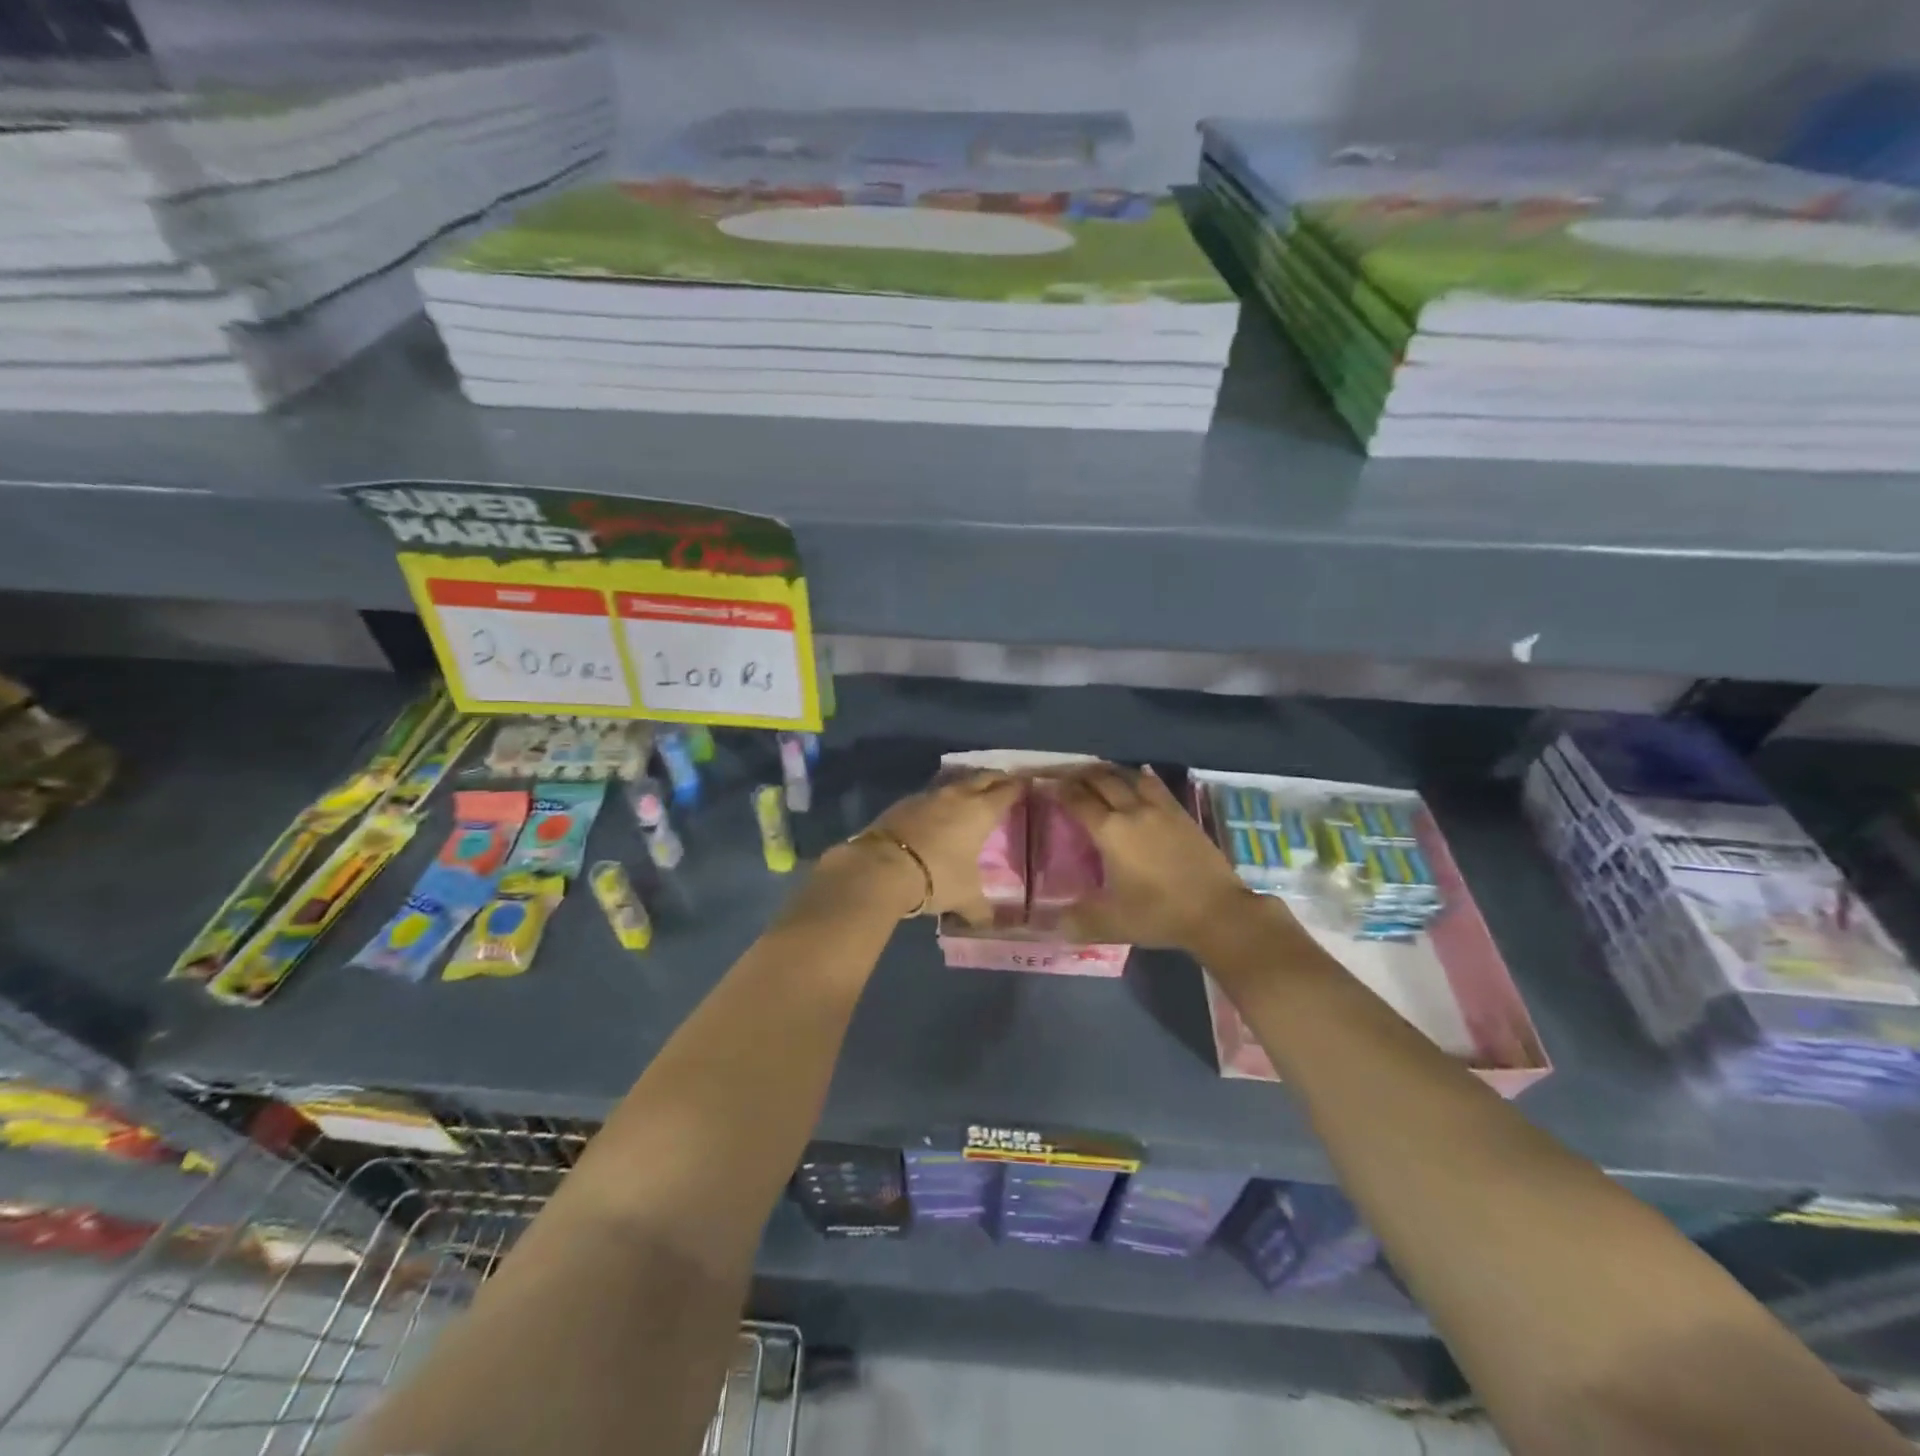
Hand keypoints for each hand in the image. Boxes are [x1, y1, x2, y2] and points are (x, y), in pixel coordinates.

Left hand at [837, 770, 1024, 921]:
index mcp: (980, 812)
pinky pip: (930, 796)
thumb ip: (980, 908)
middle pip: (982, 777)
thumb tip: (987, 922)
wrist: (882, 867)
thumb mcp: (965, 897)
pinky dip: (939, 801)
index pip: (1006, 791)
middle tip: (1004, 782)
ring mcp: (928, 796)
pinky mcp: (903, 803)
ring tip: (971, 794)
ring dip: (965, 786)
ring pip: (954, 783)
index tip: (1025, 786)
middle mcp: (957, 796)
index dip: (1018, 788)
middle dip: (995, 778)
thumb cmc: (937, 877)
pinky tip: (937, 813)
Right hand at [1055, 764, 1260, 949]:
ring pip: (1130, 777)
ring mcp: (1160, 809)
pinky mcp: (1182, 814)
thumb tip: (1053, 924)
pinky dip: (1140, 778)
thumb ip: (1079, 920)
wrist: (1216, 912)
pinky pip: (1156, 785)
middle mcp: (1132, 811)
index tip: (1048, 785)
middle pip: (1102, 781)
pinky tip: (1138, 780)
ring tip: (1099, 775)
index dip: (1060, 791)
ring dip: (1110, 772)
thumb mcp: (1112, 923)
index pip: (1078, 801)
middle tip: (1068, 777)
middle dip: (1081, 776)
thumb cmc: (1159, 914)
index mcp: (1110, 831)